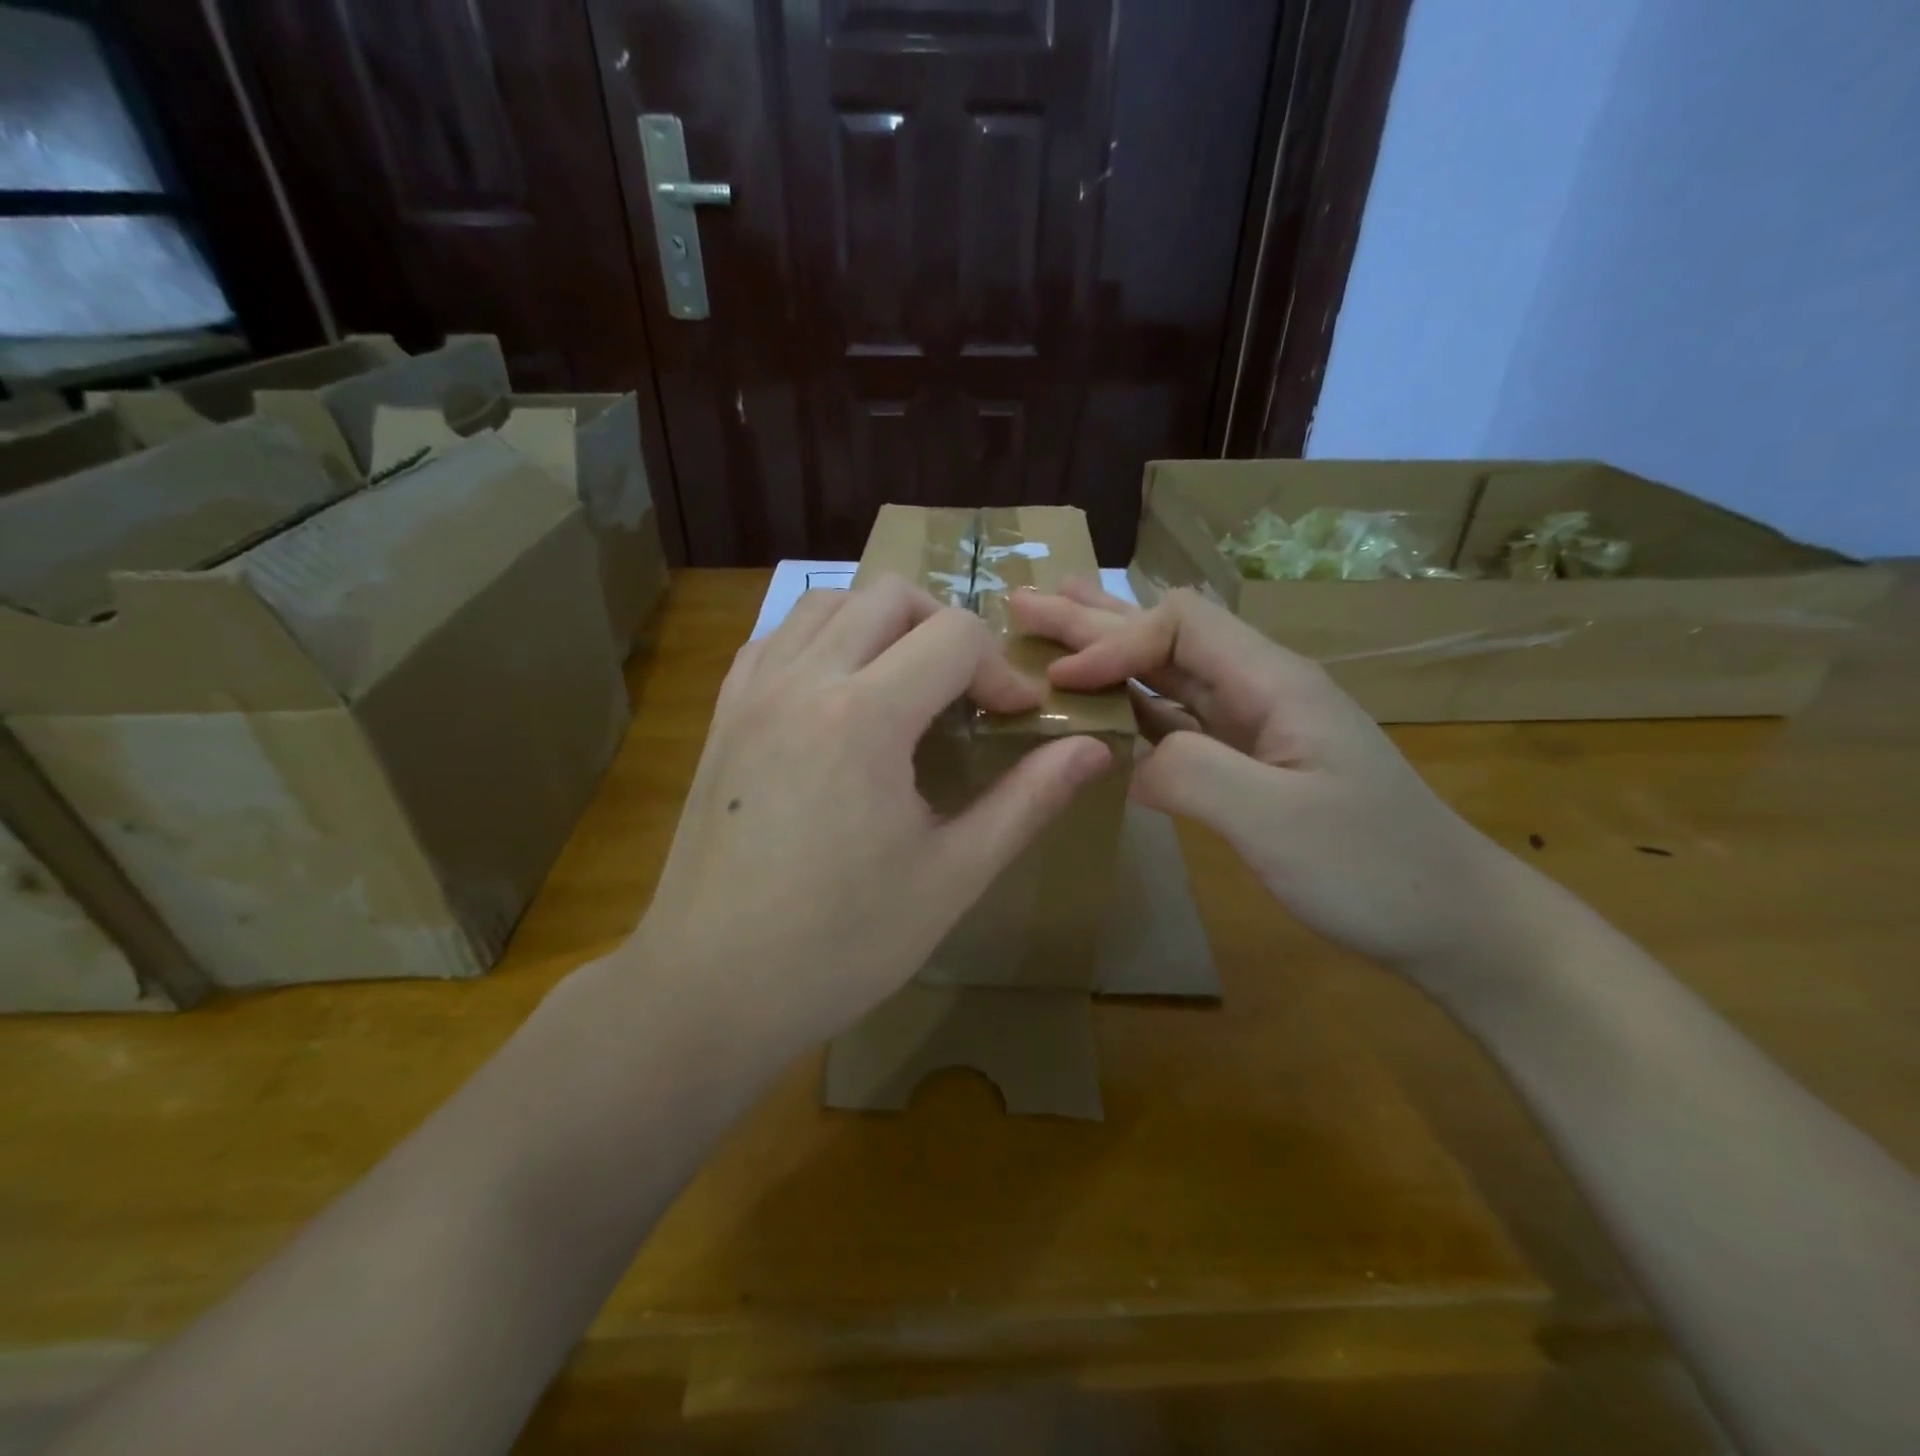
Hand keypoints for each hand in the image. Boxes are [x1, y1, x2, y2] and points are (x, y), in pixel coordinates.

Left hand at [627, 577, 1113, 1067]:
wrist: (711, 989)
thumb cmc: (841, 945)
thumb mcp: (952, 876)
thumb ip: (1027, 800)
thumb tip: (1094, 749)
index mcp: (864, 717)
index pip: (955, 636)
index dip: (1001, 672)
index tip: (1016, 721)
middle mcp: (803, 681)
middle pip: (891, 596)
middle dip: (946, 630)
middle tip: (967, 694)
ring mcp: (752, 694)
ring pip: (827, 602)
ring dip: (881, 624)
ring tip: (906, 684)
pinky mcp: (722, 716)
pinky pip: (777, 640)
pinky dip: (822, 641)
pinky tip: (839, 695)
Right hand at [1009, 580, 1521, 980]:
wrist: (1448, 919)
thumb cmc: (1372, 868)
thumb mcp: (1278, 822)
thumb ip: (1193, 774)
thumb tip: (1123, 756)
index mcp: (1272, 682)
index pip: (1177, 628)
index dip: (1112, 643)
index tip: (1059, 680)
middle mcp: (1257, 689)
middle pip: (1164, 636)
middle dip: (1092, 618)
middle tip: (1023, 603)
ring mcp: (1252, 726)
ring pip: (1165, 672)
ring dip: (1106, 648)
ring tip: (1052, 622)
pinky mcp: (1245, 762)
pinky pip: (1173, 719)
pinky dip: (1127, 703)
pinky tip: (1099, 697)